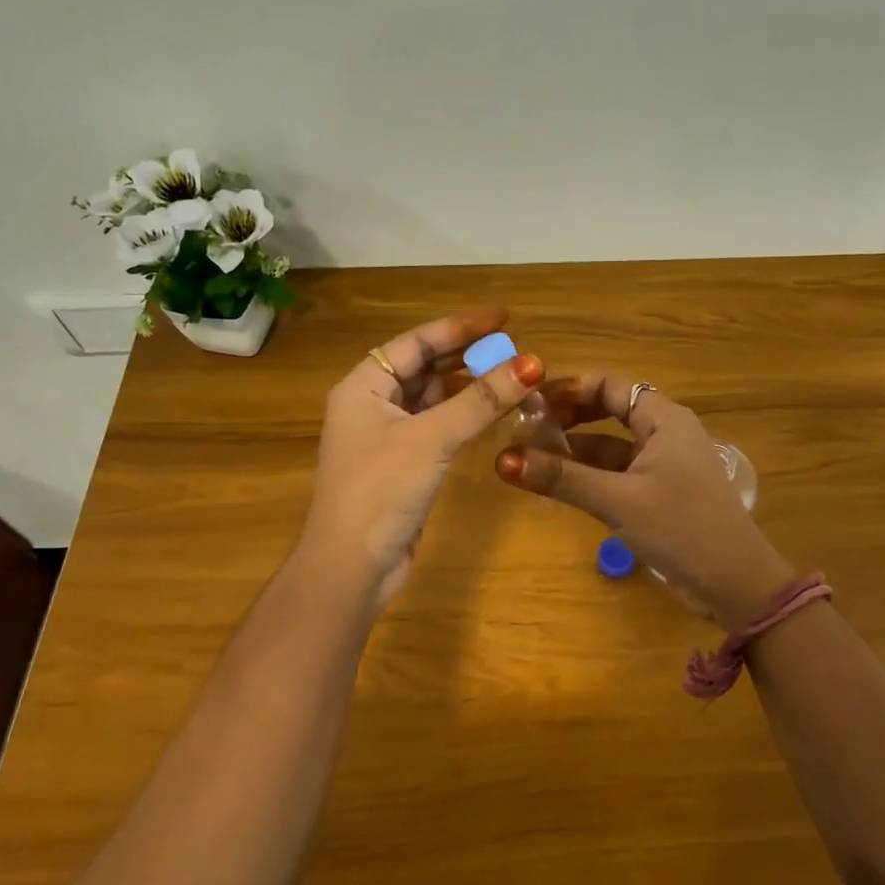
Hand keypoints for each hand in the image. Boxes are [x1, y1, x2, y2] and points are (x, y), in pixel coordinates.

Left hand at [303, 309, 541, 609]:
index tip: (505, 318)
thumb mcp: (432, 438)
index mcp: (364, 385)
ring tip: (513, 378)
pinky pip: (438, 426)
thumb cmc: (380, 490)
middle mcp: (372, 403)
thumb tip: (532, 364)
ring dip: (470, 388)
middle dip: (469, 357)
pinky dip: (464, 417)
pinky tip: (493, 414)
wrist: (351, 567)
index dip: (462, 327)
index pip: (418, 341)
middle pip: (426, 367)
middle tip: (516, 350)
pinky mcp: (403, 464)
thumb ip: (481, 400)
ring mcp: (387, 436)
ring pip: (435, 398)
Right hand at [496, 373, 795, 629]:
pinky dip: (590, 475)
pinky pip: (618, 473)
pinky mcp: (661, 493)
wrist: (737, 584)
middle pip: (609, 410)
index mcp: (664, 419)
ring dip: (575, 449)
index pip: (609, 384)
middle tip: (526, 429)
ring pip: (611, 445)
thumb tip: (503, 459)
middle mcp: (665, 432)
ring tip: (531, 458)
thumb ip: (562, 478)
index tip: (528, 403)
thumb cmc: (682, 528)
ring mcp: (664, 464)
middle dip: (568, 417)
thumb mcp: (618, 501)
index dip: (568, 388)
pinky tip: (560, 485)